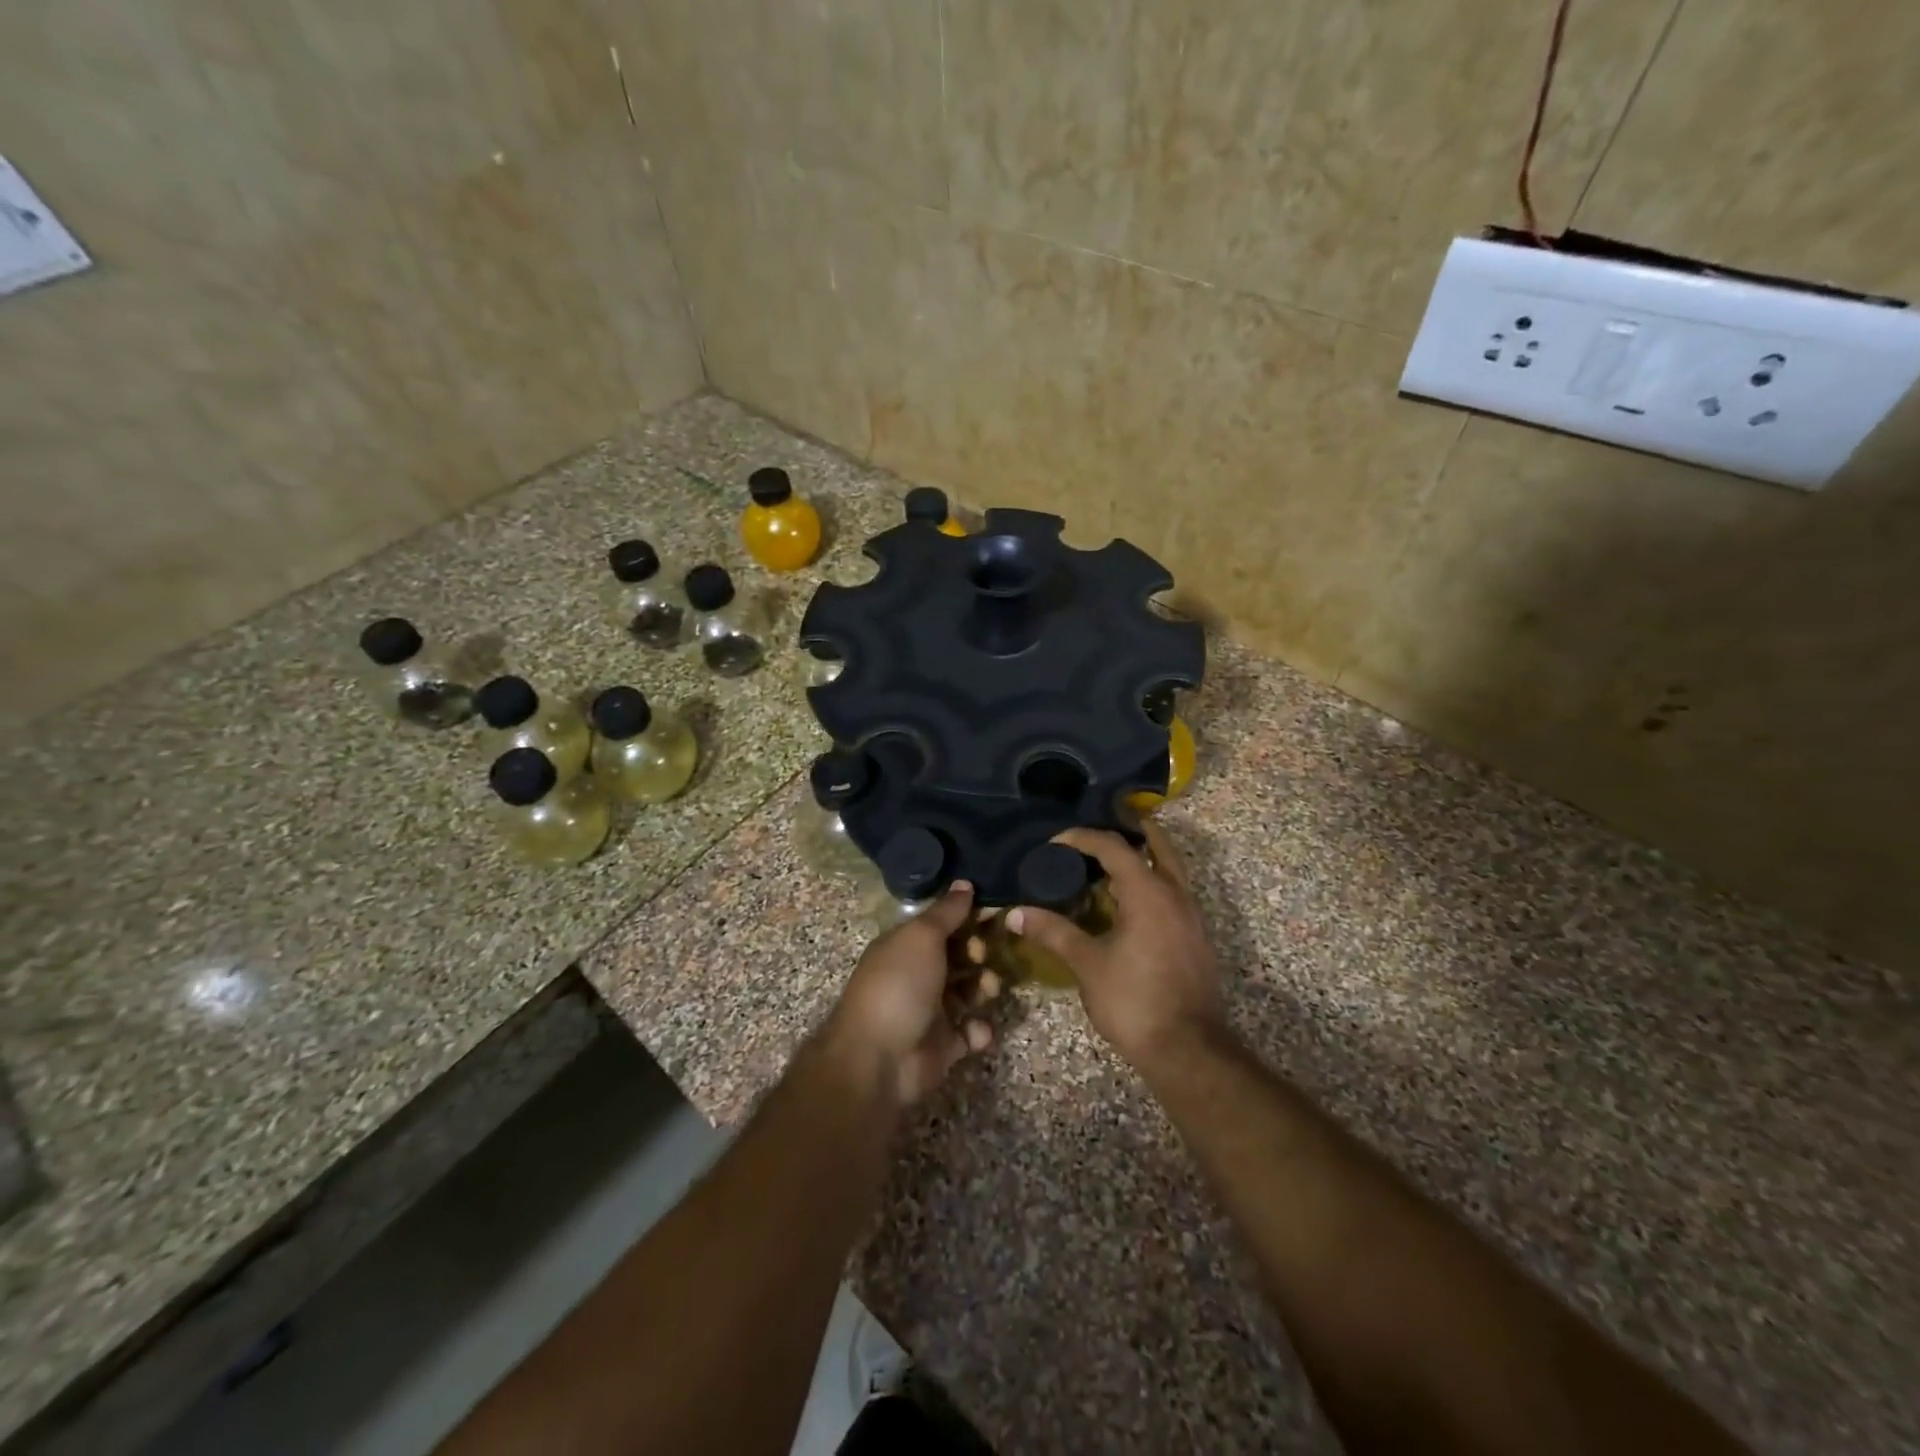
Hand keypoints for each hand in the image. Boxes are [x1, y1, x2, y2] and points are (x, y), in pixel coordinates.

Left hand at [821, 882, 997, 1107]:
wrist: (878, 1059)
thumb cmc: (899, 985)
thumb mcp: (922, 936)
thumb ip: (946, 911)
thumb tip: (965, 883)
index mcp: (906, 946)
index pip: (942, 925)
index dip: (967, 918)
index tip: (994, 914)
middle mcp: (917, 975)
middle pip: (958, 957)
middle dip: (979, 953)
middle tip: (983, 955)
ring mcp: (930, 1012)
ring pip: (969, 992)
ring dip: (984, 988)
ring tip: (988, 990)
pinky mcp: (944, 1046)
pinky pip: (970, 1032)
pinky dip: (978, 1030)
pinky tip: (976, 1030)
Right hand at [1008, 821, 1224, 1068]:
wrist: (1189, 1050)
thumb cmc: (1134, 1000)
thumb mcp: (1087, 964)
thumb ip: (1053, 932)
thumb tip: (1014, 913)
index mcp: (1148, 893)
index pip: (1114, 847)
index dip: (1083, 838)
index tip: (1056, 843)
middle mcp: (1176, 894)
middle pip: (1157, 845)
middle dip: (1131, 831)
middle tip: (1101, 830)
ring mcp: (1192, 917)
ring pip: (1171, 870)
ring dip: (1144, 858)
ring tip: (1111, 865)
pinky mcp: (1196, 938)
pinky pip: (1174, 894)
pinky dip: (1153, 884)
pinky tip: (1131, 905)